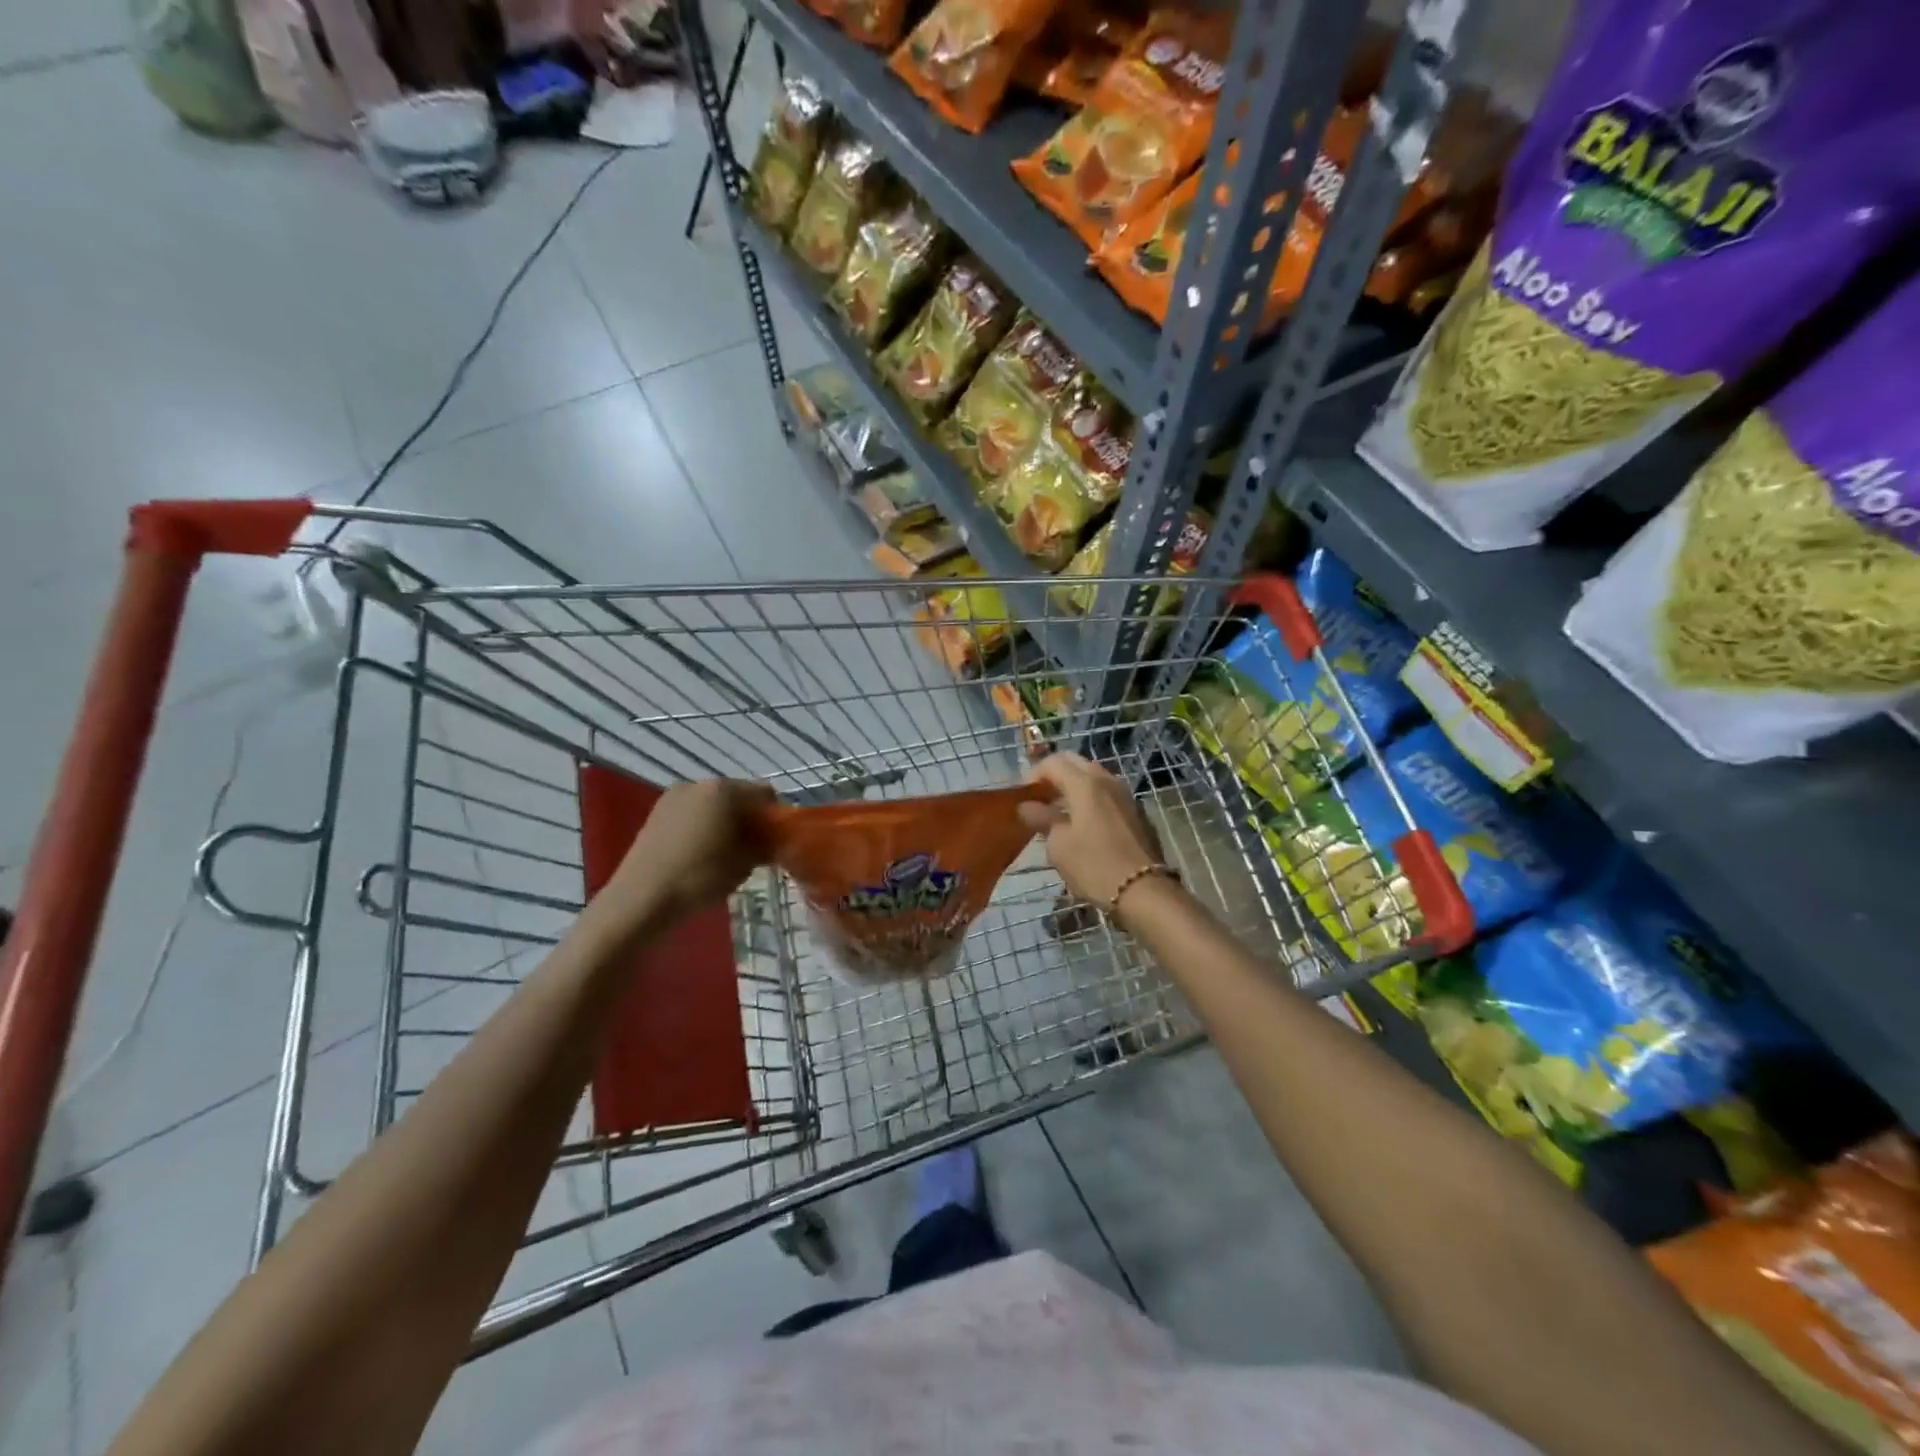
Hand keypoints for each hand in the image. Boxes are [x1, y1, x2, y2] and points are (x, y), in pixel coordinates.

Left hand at [606, 779, 774, 926]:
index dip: (774, 816)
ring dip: (725, 822)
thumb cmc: (699, 877)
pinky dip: (703, 826)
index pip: (764, 793)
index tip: (776, 841)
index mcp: (724, 790)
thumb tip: (772, 841)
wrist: (641, 899)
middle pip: (737, 795)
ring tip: (725, 853)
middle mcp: (699, 784)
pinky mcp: (657, 813)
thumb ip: (764, 845)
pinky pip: (692, 813)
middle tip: (753, 848)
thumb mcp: (744, 864)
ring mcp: (674, 797)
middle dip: (748, 818)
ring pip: (713, 804)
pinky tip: (701, 853)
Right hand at [1018, 753, 1164, 909]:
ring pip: (1094, 777)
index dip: (1034, 774)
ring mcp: (1125, 794)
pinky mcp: (1136, 811)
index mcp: (1085, 783)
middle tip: (1040, 798)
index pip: (1053, 762)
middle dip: (1054, 775)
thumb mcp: (1059, 845)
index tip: (1024, 795)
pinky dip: (1090, 798)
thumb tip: (1027, 807)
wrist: (1144, 890)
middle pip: (1075, 763)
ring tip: (1059, 811)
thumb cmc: (1094, 866)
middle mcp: (1107, 780)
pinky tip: (1083, 822)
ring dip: (1073, 786)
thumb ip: (1042, 819)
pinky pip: (1107, 793)